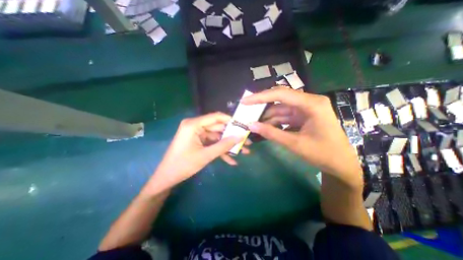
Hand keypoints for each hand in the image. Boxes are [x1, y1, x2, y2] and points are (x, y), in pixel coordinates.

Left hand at [147, 112, 249, 192]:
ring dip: (229, 145)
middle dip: (232, 136)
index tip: (243, 125)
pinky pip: (212, 144)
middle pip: (218, 128)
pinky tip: (231, 160)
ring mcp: (197, 134)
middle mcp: (196, 126)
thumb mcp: (206, 155)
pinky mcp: (199, 142)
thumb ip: (224, 145)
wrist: (167, 178)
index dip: (231, 120)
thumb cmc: (183, 165)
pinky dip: (221, 151)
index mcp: (194, 125)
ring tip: (243, 152)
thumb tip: (240, 136)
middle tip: (246, 141)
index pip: (216, 117)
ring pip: (217, 137)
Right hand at [243, 87, 360, 178]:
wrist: (341, 164)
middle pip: (279, 100)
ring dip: (266, 117)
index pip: (281, 94)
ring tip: (252, 123)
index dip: (260, 97)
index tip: (245, 101)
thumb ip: (272, 133)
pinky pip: (284, 116)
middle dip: (261, 106)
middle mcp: (308, 102)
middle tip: (246, 111)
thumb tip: (251, 126)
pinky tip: (264, 128)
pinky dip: (273, 122)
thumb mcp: (295, 144)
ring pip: (280, 109)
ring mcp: (305, 109)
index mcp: (311, 104)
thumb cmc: (323, 154)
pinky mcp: (302, 117)